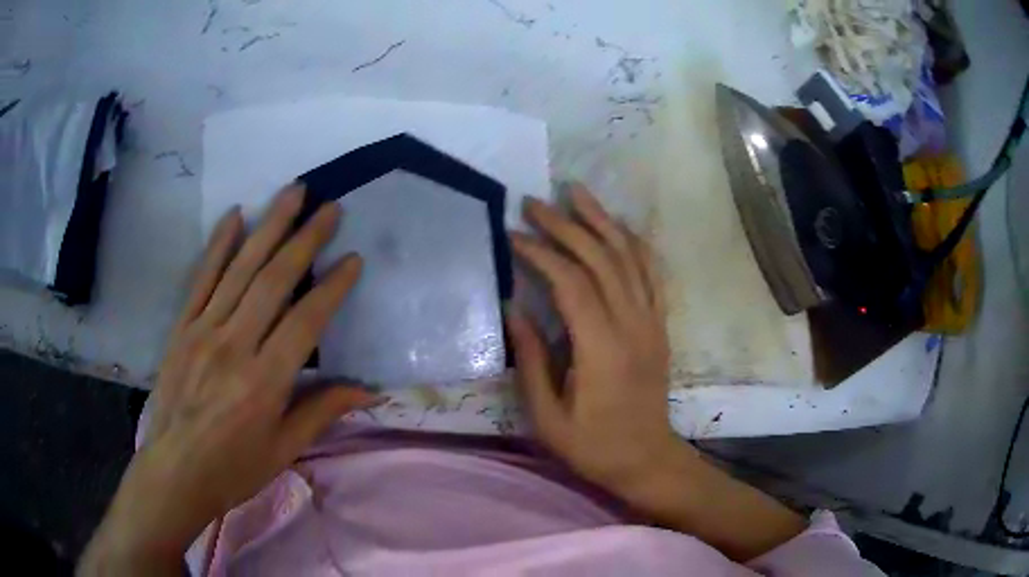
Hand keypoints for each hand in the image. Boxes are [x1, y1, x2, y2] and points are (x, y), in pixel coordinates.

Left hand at [81, 186, 380, 574]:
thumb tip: (368, 390)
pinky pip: (201, 278)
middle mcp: (235, 345)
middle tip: (329, 207)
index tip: (353, 258)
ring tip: (292, 192)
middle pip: (274, 281)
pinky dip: (218, 244)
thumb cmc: (234, 468)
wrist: (175, 471)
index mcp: (264, 381)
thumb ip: (322, 412)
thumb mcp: (284, 450)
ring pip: (240, 268)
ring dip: (268, 226)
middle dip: (305, 239)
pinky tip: (235, 215)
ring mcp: (204, 330)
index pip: (306, 321)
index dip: (333, 287)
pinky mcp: (182, 327)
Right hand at [508, 184, 803, 560]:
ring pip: (629, 256)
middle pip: (600, 258)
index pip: (571, 283)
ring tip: (576, 191)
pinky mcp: (660, 324)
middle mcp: (632, 325)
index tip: (513, 235)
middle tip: (534, 202)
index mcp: (601, 349)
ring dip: (601, 220)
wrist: (647, 459)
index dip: (541, 253)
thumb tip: (512, 308)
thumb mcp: (547, 417)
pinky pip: (651, 272)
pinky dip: (634, 242)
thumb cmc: (593, 446)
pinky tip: (617, 225)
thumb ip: (530, 360)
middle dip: (565, 225)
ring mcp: (652, 321)